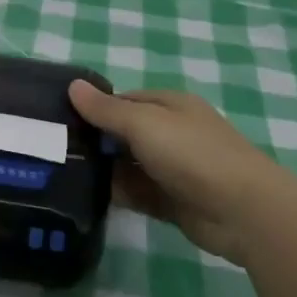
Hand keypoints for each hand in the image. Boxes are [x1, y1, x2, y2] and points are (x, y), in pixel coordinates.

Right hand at [67, 81, 296, 264]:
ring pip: (128, 165)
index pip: (123, 101)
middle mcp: (171, 133)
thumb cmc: (192, 154)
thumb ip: (106, 109)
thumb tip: (72, 85)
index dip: (93, 108)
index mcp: (169, 106)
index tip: (58, 119)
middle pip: (123, 133)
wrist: (243, 211)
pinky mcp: (172, 201)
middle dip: (94, 141)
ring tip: (60, 175)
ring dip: (102, 170)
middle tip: (53, 150)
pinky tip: (86, 198)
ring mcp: (173, 169)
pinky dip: (117, 194)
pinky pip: (137, 193)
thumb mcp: (144, 123)